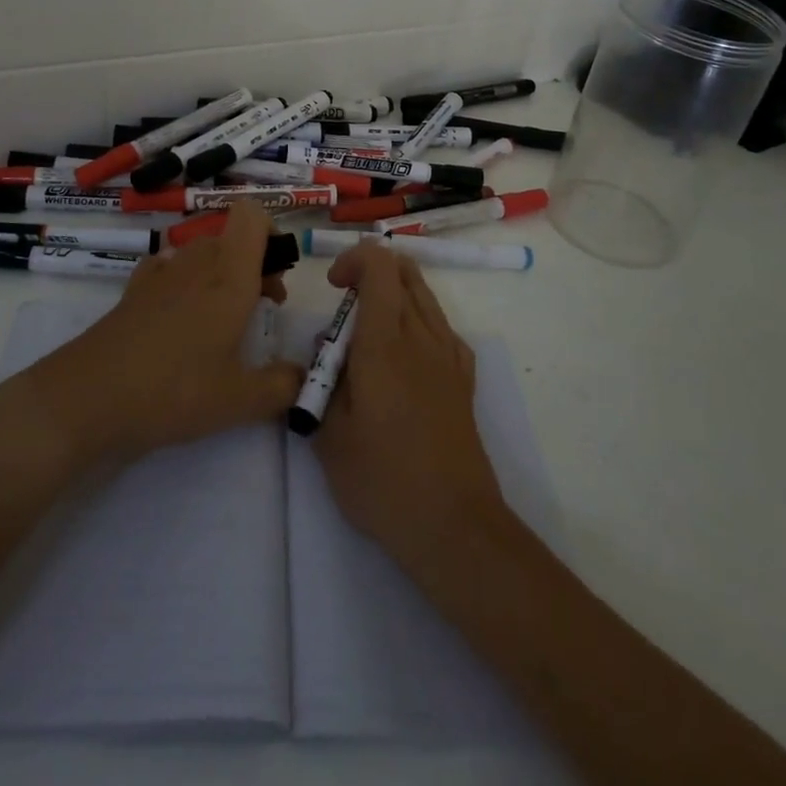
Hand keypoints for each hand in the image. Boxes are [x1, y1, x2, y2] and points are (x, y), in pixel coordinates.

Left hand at [9, 201, 301, 471]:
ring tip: (224, 322)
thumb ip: (282, 386)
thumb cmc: (174, 390)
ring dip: (221, 275)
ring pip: (202, 253)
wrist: (89, 397)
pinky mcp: (134, 290)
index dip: (271, 232)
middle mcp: (197, 263)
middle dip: (254, 263)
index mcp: (229, 276)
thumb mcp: (239, 401)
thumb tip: (302, 378)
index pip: (252, 214)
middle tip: (261, 309)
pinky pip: (170, 269)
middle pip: (231, 236)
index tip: (278, 275)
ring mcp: (161, 274)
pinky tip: (181, 321)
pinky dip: (184, 283)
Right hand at [312, 242, 506, 572]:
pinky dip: (419, 322)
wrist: (454, 525)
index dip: (353, 260)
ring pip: (425, 295)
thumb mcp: (329, 436)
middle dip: (371, 273)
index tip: (334, 288)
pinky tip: (405, 358)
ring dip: (395, 295)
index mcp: (384, 343)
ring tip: (370, 335)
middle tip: (346, 310)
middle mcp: (421, 337)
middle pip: (404, 271)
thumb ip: (321, 383)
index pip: (379, 265)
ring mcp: (449, 355)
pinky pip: (442, 327)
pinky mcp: (464, 378)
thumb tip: (326, 352)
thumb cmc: (383, 482)